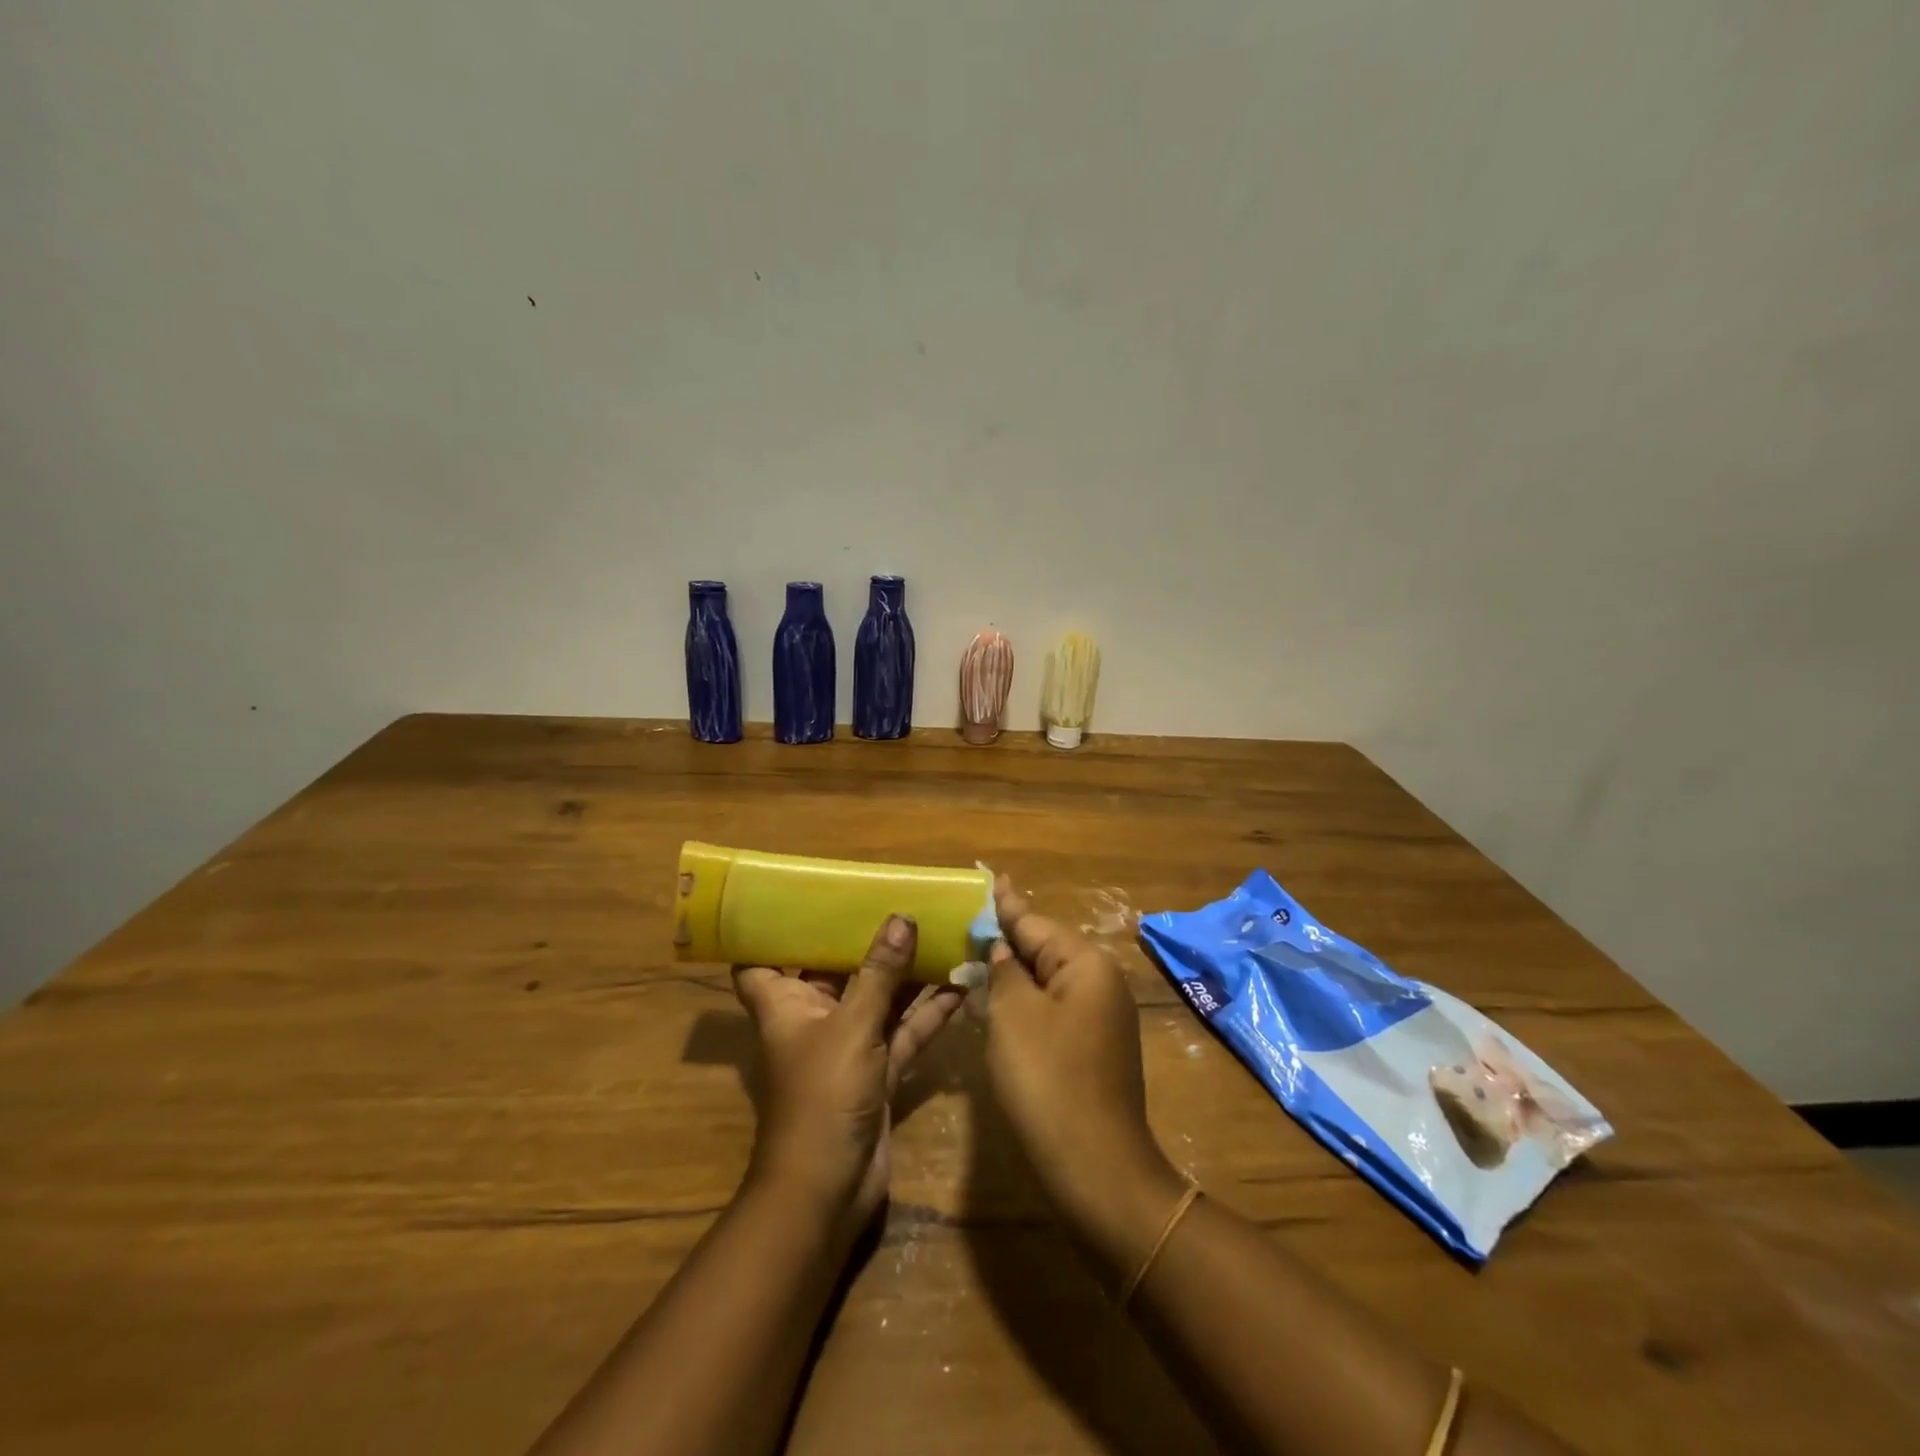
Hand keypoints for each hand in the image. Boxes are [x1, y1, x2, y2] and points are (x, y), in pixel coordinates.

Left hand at [733, 916, 964, 1240]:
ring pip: (877, 998)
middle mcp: (813, 1018)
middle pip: (834, 969)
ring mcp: (848, 1046)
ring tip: (940, 932)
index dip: (771, 931)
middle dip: (863, 939)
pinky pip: (904, 1031)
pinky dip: (928, 1012)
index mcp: (784, 1004)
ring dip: (905, 973)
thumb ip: (879, 973)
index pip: (760, 960)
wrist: (827, 1193)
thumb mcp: (851, 1027)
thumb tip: (901, 918)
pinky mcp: (878, 1071)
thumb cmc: (821, 1098)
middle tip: (895, 898)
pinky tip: (962, 985)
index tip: (797, 896)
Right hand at [985, 879, 1181, 1228]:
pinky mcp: (1094, 1048)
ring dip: (1013, 972)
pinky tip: (999, 1000)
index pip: (1034, 923)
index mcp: (1086, 964)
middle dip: (1006, 938)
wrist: (1096, 1169)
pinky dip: (1025, 1002)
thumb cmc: (1049, 1080)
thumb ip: (1004, 971)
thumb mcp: (1014, 1015)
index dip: (1004, 905)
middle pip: (1044, 948)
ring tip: (976, 953)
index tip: (990, 876)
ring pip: (1047, 980)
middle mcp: (1101, 982)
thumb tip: (1002, 949)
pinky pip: (1053, 1008)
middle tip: (968, 921)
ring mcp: (1101, 1017)